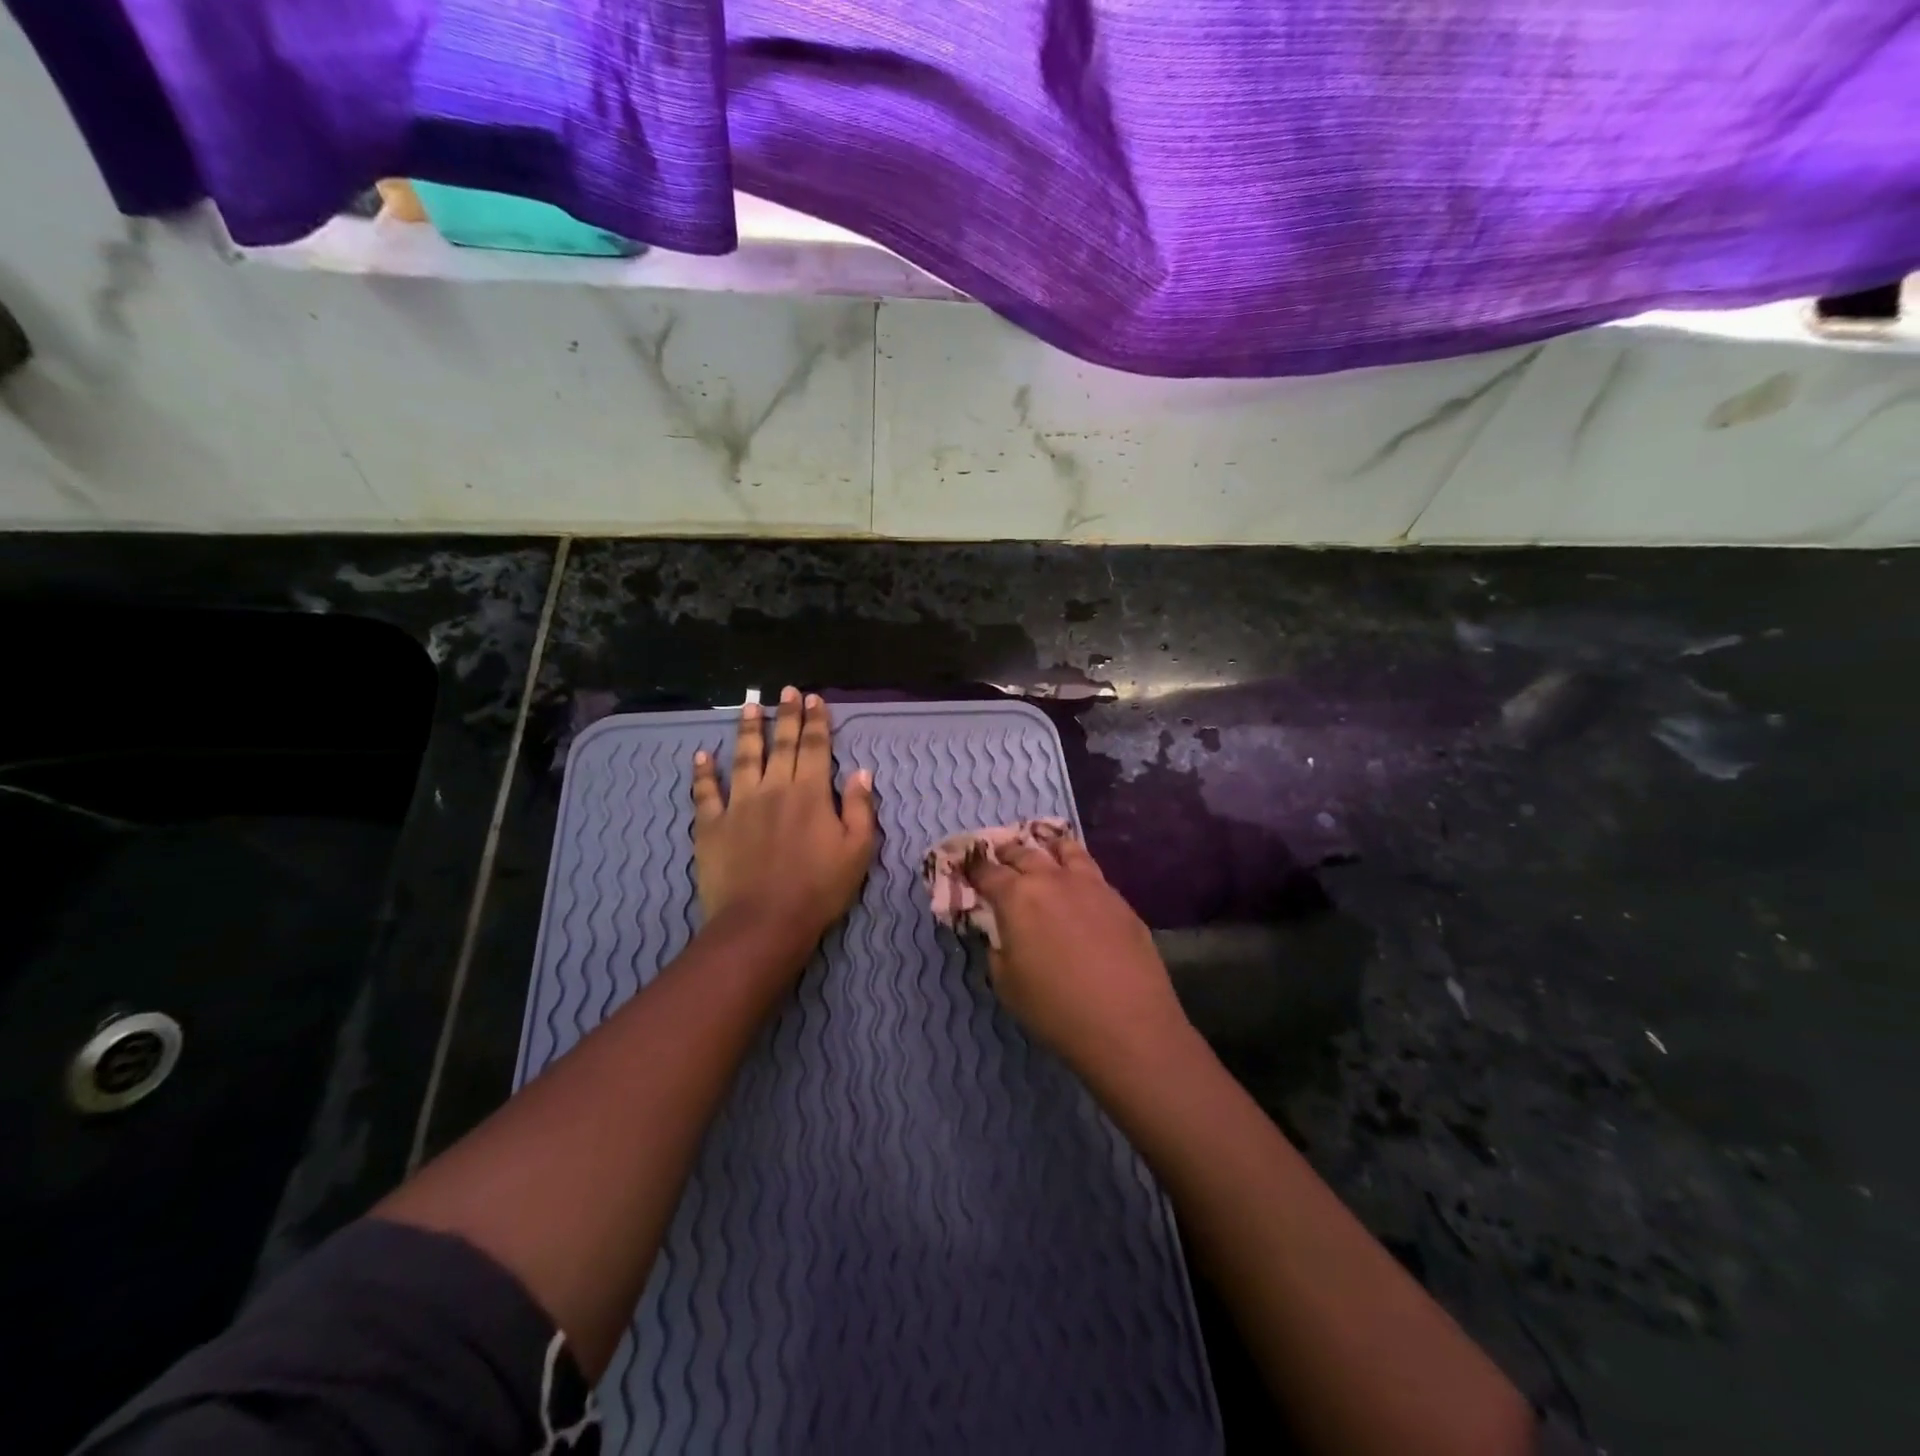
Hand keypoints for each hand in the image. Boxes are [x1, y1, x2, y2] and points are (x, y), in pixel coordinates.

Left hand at [692, 689, 876, 958]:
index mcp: (811, 793)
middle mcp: (774, 788)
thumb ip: (861, 808)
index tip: (814, 698)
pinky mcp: (711, 825)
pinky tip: (701, 755)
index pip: (816, 747)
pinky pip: (705, 793)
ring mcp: (739, 804)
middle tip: (786, 690)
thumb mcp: (857, 851)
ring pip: (743, 757)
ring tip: (749, 706)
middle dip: (786, 714)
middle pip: (782, 744)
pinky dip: (703, 773)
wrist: (763, 923)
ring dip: (747, 730)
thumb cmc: (818, 889)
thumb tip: (862, 772)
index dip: (816, 721)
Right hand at [962, 834, 1189, 1076]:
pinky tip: (1077, 882)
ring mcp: (1090, 884)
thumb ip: (996, 946)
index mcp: (1017, 897)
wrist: (1128, 1023)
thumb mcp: (1006, 983)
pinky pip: (1091, 870)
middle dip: (1007, 853)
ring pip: (1064, 849)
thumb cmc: (1055, 1008)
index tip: (966, 868)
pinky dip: (1076, 866)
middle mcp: (1052, 879)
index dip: (973, 869)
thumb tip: (999, 930)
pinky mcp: (1119, 899)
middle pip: (1024, 853)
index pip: (987, 872)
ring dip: (1046, 848)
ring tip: (1043, 850)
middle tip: (999, 857)